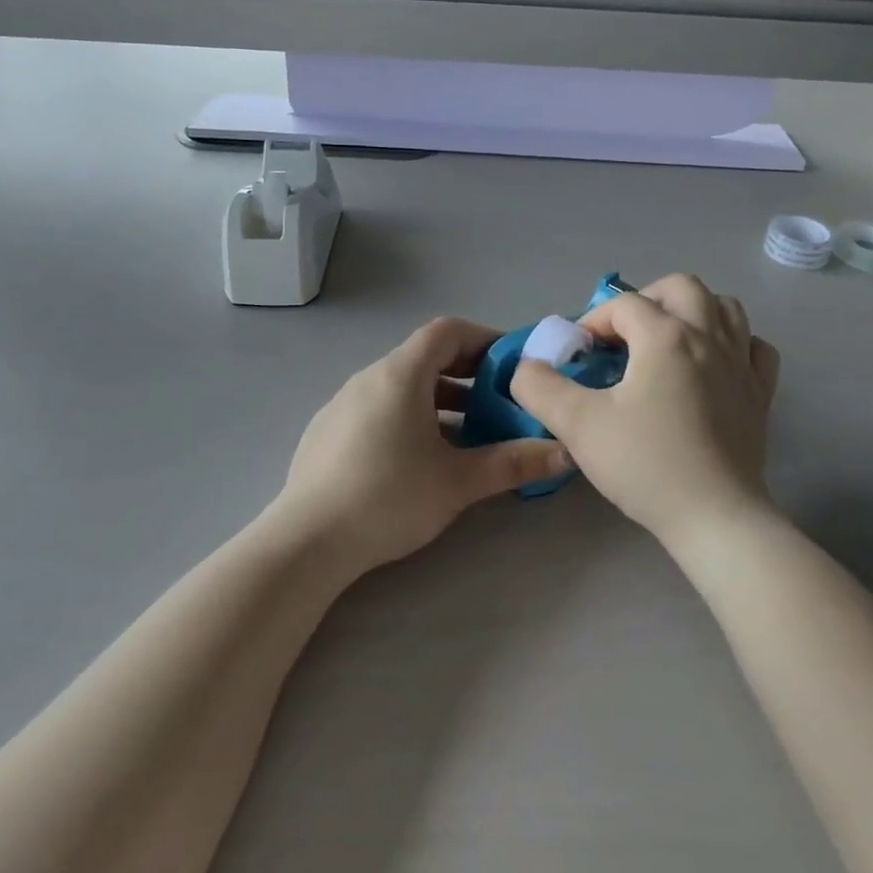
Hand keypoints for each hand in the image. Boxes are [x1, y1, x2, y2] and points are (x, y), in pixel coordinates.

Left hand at [266, 317, 571, 572]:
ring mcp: (343, 403)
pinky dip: (409, 416)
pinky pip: (378, 407)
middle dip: (467, 374)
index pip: (447, 331)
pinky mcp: (328, 430)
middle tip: (499, 401)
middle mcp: (369, 378)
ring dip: (440, 400)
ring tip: (468, 434)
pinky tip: (419, 458)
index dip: (484, 338)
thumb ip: (514, 463)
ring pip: (401, 386)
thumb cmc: (389, 498)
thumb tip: (566, 453)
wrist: (307, 541)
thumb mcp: (459, 482)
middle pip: (425, 357)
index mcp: (400, 375)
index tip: (511, 364)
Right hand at [511, 274, 779, 543]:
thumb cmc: (646, 465)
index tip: (579, 355)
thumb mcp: (578, 425)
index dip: (594, 321)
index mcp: (666, 336)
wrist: (715, 518)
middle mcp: (709, 336)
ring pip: (724, 307)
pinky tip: (714, 364)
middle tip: (623, 335)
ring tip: (666, 341)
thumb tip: (526, 367)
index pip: (623, 304)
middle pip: (681, 287)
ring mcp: (742, 363)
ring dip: (692, 311)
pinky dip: (734, 342)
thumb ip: (540, 387)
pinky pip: (754, 347)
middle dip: (646, 300)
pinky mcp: (761, 393)